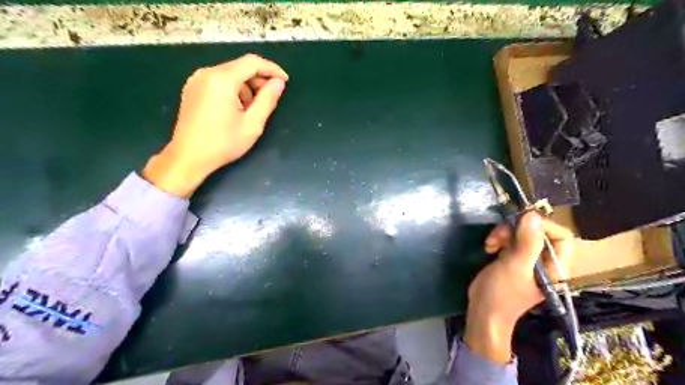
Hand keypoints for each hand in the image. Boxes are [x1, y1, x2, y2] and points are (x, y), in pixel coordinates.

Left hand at [142, 53, 287, 198]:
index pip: (252, 62)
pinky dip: (233, 90)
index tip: (285, 81)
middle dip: (259, 80)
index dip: (272, 69)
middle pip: (240, 67)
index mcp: (221, 79)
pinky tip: (237, 109)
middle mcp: (206, 73)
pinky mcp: (192, 89)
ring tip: (252, 110)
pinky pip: (219, 81)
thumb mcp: (252, 124)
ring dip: (246, 87)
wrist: (188, 157)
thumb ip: (268, 100)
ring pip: (230, 74)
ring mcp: (196, 80)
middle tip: (270, 99)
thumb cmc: (223, 143)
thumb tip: (278, 83)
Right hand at [466, 213, 573, 363]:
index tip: (518, 224)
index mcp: (555, 266)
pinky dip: (499, 239)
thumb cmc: (502, 293)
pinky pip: (510, 240)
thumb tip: (533, 215)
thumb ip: (527, 242)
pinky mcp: (512, 259)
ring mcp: (527, 260)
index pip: (561, 236)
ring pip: (522, 234)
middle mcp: (544, 261)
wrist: (483, 312)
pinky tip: (489, 247)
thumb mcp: (515, 266)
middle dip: (516, 229)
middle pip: (538, 232)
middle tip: (497, 235)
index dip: (541, 226)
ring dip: (504, 233)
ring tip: (490, 243)